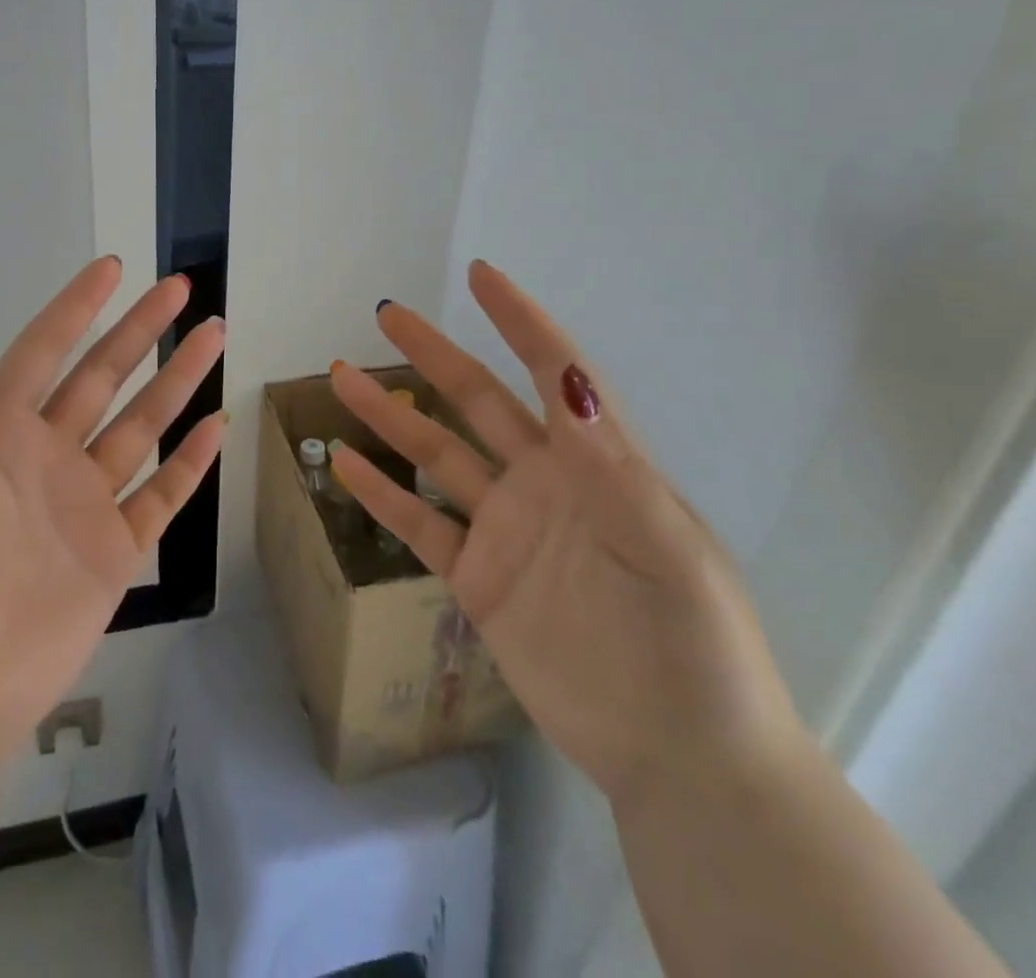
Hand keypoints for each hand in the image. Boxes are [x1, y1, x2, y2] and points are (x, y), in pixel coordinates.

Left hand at [0, 257, 226, 772]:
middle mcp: (44, 458)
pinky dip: (189, 462)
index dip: (76, 308)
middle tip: (182, 290)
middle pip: (103, 377)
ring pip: (141, 427)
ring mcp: (83, 504)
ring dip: (177, 383)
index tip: (113, 268)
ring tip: (214, 337)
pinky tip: (215, 426)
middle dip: (142, 331)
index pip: (42, 353)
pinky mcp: (113, 553)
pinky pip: (161, 496)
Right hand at [328, 260, 801, 805]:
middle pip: (476, 403)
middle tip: (386, 315)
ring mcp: (505, 530)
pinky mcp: (479, 579)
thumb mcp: (669, 551)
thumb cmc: (694, 646)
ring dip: (390, 416)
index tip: (480, 275)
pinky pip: (421, 525)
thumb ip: (613, 467)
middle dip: (432, 355)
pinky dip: (383, 495)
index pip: (553, 374)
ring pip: (436, 456)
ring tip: (342, 376)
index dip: (519, 322)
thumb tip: (569, 381)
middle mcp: (543, 484)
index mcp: (595, 465)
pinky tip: (345, 465)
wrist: (682, 759)